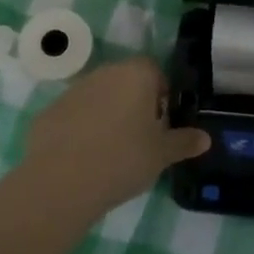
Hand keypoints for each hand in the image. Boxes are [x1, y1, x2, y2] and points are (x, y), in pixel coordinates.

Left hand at [18, 57, 208, 222]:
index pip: (155, 71)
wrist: (61, 183)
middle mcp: (104, 74)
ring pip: (98, 98)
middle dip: (134, 104)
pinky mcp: (48, 113)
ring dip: (106, 116)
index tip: (163, 123)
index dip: (162, 94)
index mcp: (135, 75)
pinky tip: (83, 160)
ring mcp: (72, 92)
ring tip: (111, 152)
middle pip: (126, 82)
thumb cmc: (123, 159)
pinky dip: (80, 131)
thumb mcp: (162, 155)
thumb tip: (205, 138)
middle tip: (141, 139)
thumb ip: (184, 142)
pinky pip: (73, 117)